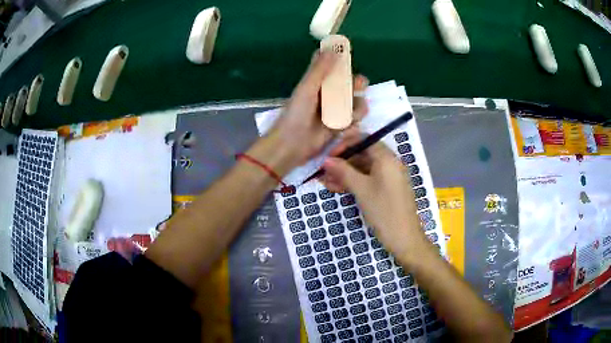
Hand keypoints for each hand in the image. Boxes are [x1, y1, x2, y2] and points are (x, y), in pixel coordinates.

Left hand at [271, 50, 368, 164]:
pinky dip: (352, 124)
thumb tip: (333, 47)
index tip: (350, 58)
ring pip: (356, 102)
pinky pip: (355, 120)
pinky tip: (342, 129)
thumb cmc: (296, 114)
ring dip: (356, 107)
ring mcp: (336, 111)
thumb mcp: (307, 89)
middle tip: (359, 85)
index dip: (344, 61)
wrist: (292, 144)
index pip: (334, 67)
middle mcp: (329, 94)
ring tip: (349, 116)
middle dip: (358, 84)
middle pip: (351, 84)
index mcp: (319, 82)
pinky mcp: (340, 126)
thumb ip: (320, 69)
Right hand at [320, 138, 431, 264]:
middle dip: (342, 162)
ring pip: (364, 168)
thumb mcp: (361, 190)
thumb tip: (326, 160)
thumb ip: (343, 172)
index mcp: (387, 158)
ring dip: (345, 174)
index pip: (363, 139)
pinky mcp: (388, 189)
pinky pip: (369, 179)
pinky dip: (354, 182)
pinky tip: (338, 189)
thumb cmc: (384, 211)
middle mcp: (390, 163)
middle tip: (323, 172)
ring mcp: (389, 177)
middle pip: (363, 154)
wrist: (404, 239)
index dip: (344, 145)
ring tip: (326, 183)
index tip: (328, 156)